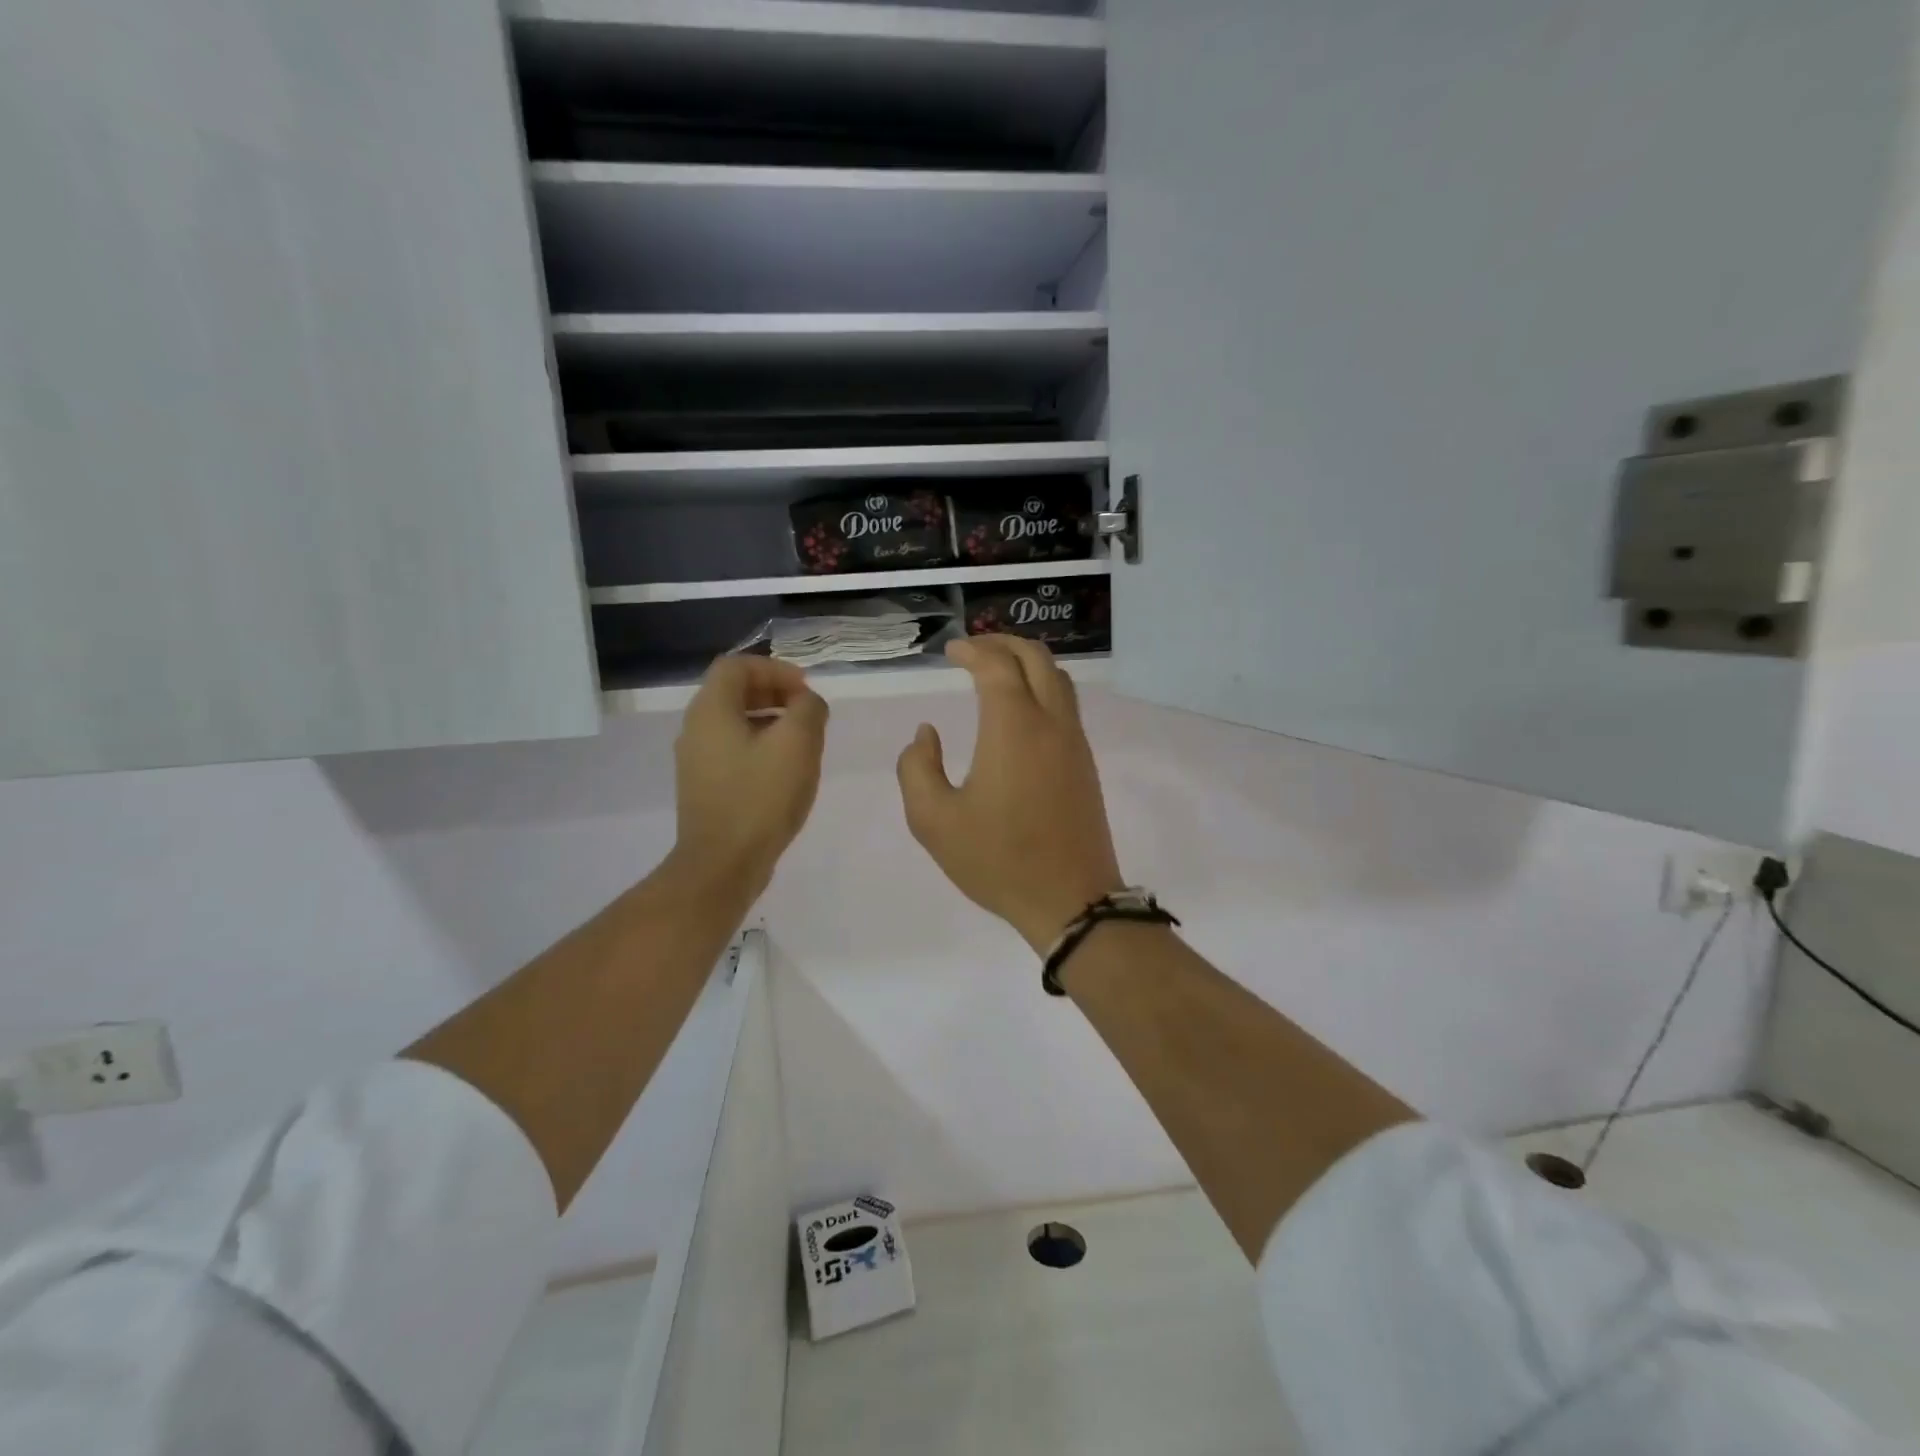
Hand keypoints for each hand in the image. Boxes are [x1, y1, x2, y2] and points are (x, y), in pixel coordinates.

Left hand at [672, 656, 827, 896]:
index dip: (775, 669)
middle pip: (733, 692)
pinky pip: (732, 749)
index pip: (737, 666)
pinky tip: (784, 770)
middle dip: (774, 693)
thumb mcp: (797, 744)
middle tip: (807, 711)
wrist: (723, 864)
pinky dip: (759, 745)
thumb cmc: (761, 797)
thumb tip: (807, 703)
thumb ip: (808, 710)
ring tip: (802, 740)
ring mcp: (696, 760)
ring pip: (733, 722)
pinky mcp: (704, 786)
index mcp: (711, 710)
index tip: (806, 689)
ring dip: (769, 720)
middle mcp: (695, 729)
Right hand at [896, 637, 1123, 952]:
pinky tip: (1021, 709)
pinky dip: (1043, 687)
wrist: (1070, 899)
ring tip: (998, 670)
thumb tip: (927, 734)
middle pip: (1036, 658)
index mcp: (1013, 727)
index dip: (972, 650)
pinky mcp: (1085, 763)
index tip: (951, 652)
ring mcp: (1074, 742)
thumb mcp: (933, 821)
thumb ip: (917, 768)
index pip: (996, 665)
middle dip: (1003, 643)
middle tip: (974, 650)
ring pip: (1058, 678)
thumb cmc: (998, 860)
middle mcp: (1050, 722)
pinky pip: (1066, 705)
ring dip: (1028, 662)